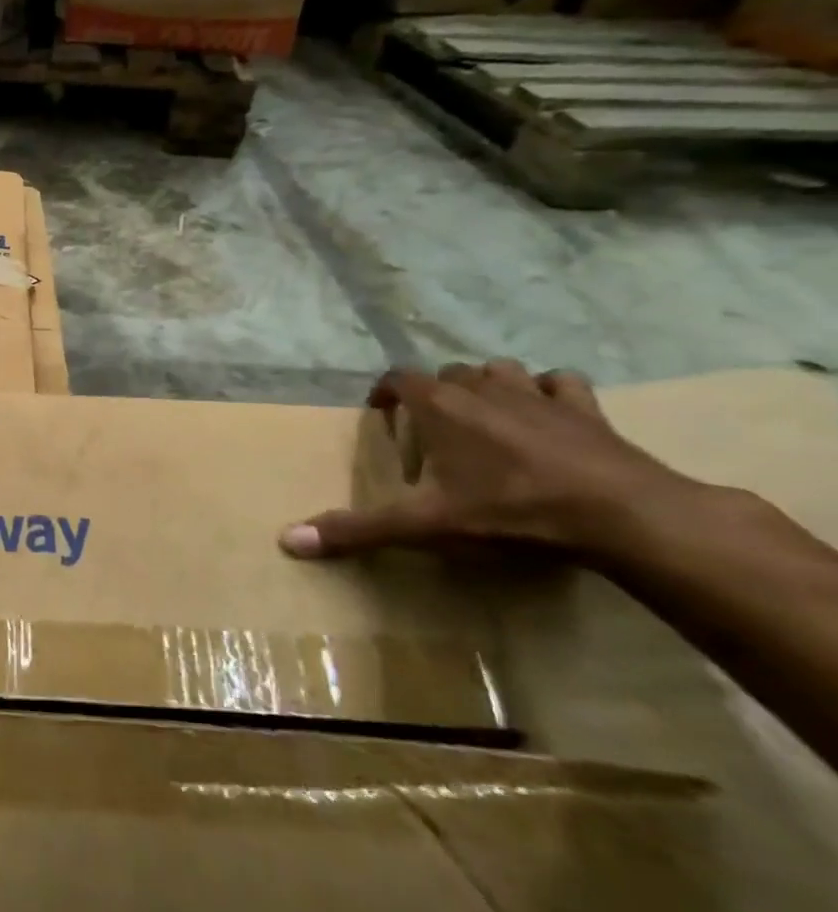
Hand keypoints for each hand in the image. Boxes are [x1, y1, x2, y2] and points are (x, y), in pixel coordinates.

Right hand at [280, 361, 709, 566]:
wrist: (623, 515)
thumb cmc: (510, 511)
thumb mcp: (425, 526)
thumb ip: (357, 530)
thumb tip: (287, 541)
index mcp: (439, 406)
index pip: (398, 379)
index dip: (386, 394)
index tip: (384, 419)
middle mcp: (482, 388)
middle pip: (447, 375)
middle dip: (435, 396)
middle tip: (435, 435)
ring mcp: (538, 394)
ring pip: (501, 371)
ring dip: (488, 387)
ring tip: (486, 419)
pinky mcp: (587, 409)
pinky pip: (561, 383)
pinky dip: (549, 392)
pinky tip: (548, 415)